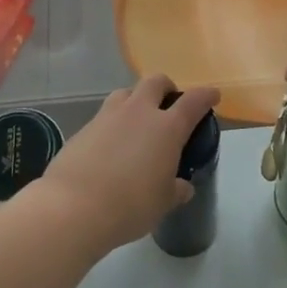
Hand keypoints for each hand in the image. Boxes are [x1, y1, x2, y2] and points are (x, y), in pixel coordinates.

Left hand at [39, 75, 219, 250]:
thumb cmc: (130, 205)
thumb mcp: (163, 203)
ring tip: (137, 122)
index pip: (194, 101)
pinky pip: (104, 115)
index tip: (213, 95)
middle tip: (169, 105)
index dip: (206, 95)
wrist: (73, 206)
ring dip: (136, 100)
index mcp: (166, 127)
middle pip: (156, 82)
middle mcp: (139, 112)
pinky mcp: (84, 127)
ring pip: (126, 92)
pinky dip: (113, 123)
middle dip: (166, 87)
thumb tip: (182, 186)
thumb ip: (176, 190)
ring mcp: (108, 116)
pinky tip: (110, 145)